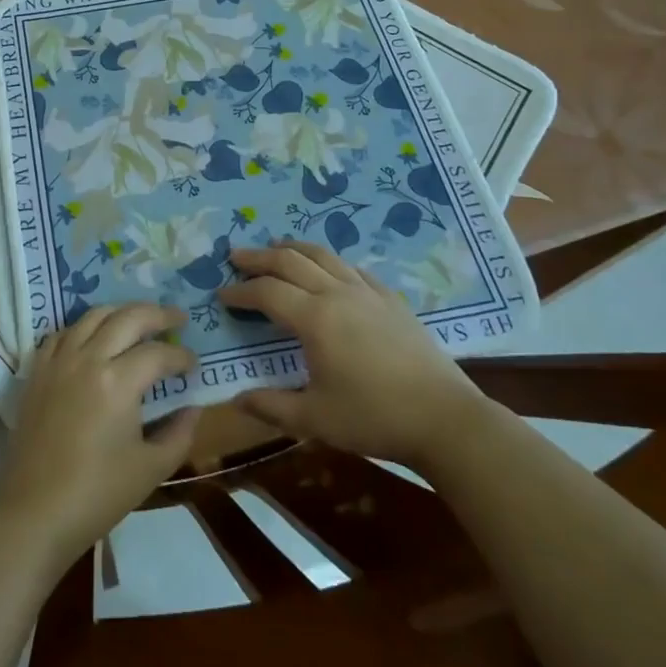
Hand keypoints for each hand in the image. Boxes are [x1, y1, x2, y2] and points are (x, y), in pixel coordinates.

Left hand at [0, 303, 199, 570]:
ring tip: (139, 320)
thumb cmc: (98, 495)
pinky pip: (63, 333)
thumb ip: (179, 433)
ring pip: (93, 315)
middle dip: (158, 314)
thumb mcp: (151, 469)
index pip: (158, 353)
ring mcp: (59, 361)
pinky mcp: (37, 371)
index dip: (182, 357)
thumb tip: (193, 407)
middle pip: (128, 317)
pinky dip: (84, 327)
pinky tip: (94, 338)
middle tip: (177, 319)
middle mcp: (88, 358)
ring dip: (121, 312)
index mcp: (118, 381)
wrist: (35, 513)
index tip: (194, 366)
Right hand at [219, 240, 486, 466]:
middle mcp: (337, 294)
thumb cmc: (374, 418)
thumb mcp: (315, 419)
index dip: (241, 291)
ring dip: (293, 248)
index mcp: (315, 319)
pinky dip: (329, 261)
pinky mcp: (390, 299)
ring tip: (275, 247)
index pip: (267, 293)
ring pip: (322, 255)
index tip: (221, 293)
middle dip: (259, 258)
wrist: (444, 417)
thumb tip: (236, 399)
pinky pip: (352, 268)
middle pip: (290, 262)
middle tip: (236, 256)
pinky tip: (328, 269)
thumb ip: (272, 406)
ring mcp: (367, 292)